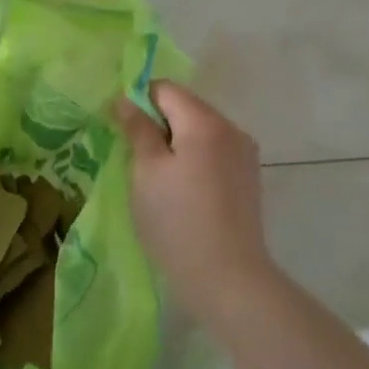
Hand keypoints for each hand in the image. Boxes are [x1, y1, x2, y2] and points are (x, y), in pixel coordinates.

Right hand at [115, 82, 275, 321]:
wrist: (228, 279)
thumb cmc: (177, 220)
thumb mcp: (146, 171)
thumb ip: (138, 129)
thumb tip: (127, 100)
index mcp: (205, 122)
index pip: (165, 89)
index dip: (138, 102)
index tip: (120, 130)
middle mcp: (231, 130)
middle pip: (185, 108)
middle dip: (157, 124)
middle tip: (133, 157)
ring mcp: (244, 156)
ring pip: (198, 132)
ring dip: (174, 144)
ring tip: (155, 179)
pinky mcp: (248, 180)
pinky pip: (212, 153)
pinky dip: (192, 160)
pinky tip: (180, 192)